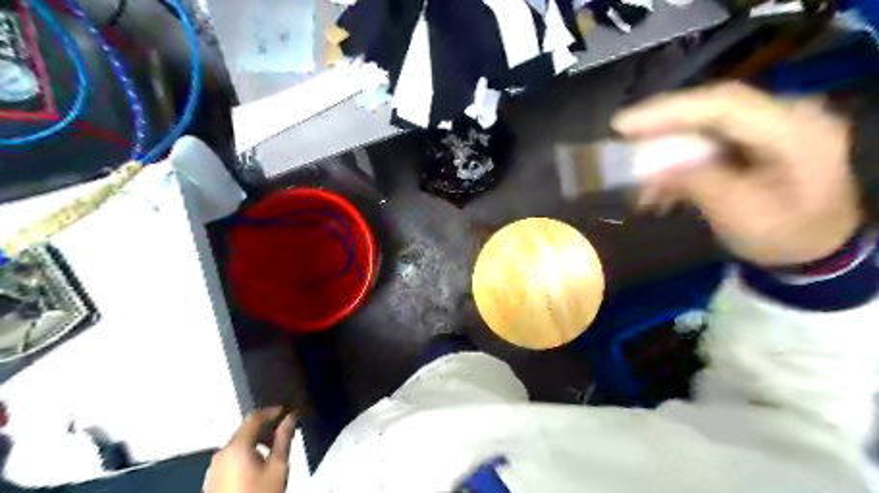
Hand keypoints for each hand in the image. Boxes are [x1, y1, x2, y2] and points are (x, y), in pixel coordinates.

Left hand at [204, 407, 296, 492]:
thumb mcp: (279, 466)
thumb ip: (284, 438)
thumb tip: (290, 418)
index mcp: (236, 447)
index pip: (254, 417)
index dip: (272, 411)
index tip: (286, 410)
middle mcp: (221, 454)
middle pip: (244, 431)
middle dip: (265, 428)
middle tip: (283, 432)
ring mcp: (214, 469)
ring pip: (237, 445)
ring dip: (256, 442)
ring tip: (274, 450)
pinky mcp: (212, 481)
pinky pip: (231, 458)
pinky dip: (246, 454)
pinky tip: (259, 465)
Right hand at [613, 81, 859, 264]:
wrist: (815, 248)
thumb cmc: (785, 236)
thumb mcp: (741, 215)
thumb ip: (698, 183)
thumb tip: (650, 168)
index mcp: (795, 130)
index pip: (725, 105)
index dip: (669, 111)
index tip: (622, 125)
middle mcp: (784, 116)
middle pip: (710, 110)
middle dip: (660, 128)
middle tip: (621, 141)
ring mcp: (766, 127)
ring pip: (702, 127)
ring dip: (665, 152)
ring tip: (639, 183)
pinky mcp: (750, 140)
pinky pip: (704, 142)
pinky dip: (676, 163)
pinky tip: (658, 190)